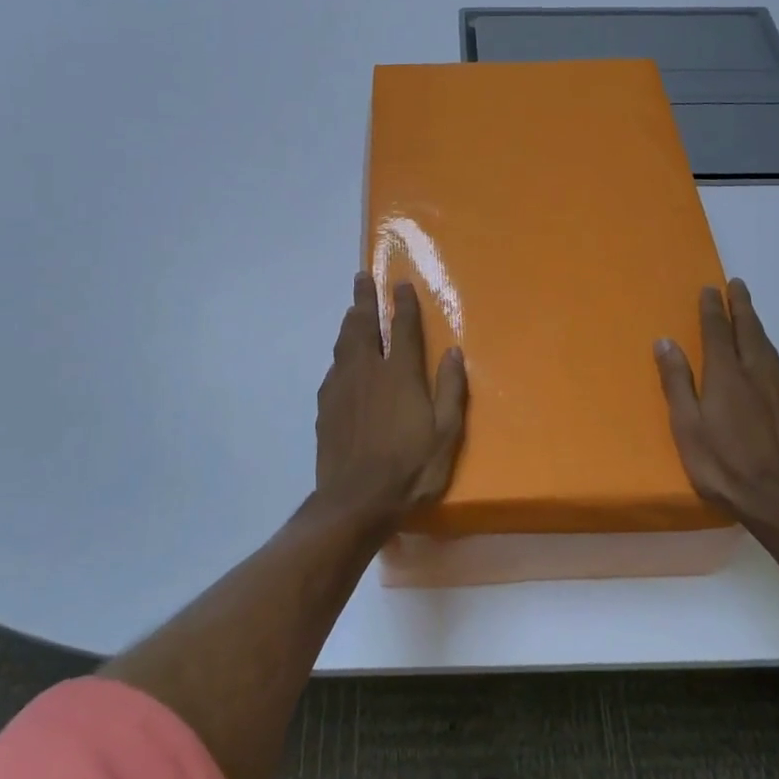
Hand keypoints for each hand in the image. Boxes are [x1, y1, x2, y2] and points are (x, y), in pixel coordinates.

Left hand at [315, 273, 468, 532]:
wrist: (355, 501)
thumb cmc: (410, 469)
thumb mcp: (445, 434)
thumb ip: (450, 390)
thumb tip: (453, 351)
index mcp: (400, 374)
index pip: (402, 327)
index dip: (403, 303)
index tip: (400, 282)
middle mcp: (368, 371)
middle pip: (364, 325)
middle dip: (365, 299)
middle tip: (361, 277)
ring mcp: (342, 387)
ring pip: (344, 343)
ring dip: (349, 321)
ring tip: (351, 308)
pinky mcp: (326, 406)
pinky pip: (333, 368)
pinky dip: (339, 354)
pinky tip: (340, 358)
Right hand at [655, 279, 778, 536]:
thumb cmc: (725, 466)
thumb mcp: (687, 427)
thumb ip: (677, 383)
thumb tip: (665, 342)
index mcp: (727, 376)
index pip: (719, 332)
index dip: (713, 309)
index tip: (710, 289)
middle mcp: (758, 376)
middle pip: (750, 332)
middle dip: (742, 307)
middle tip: (737, 286)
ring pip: (769, 350)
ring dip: (758, 328)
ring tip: (751, 317)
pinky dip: (770, 358)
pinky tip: (767, 369)